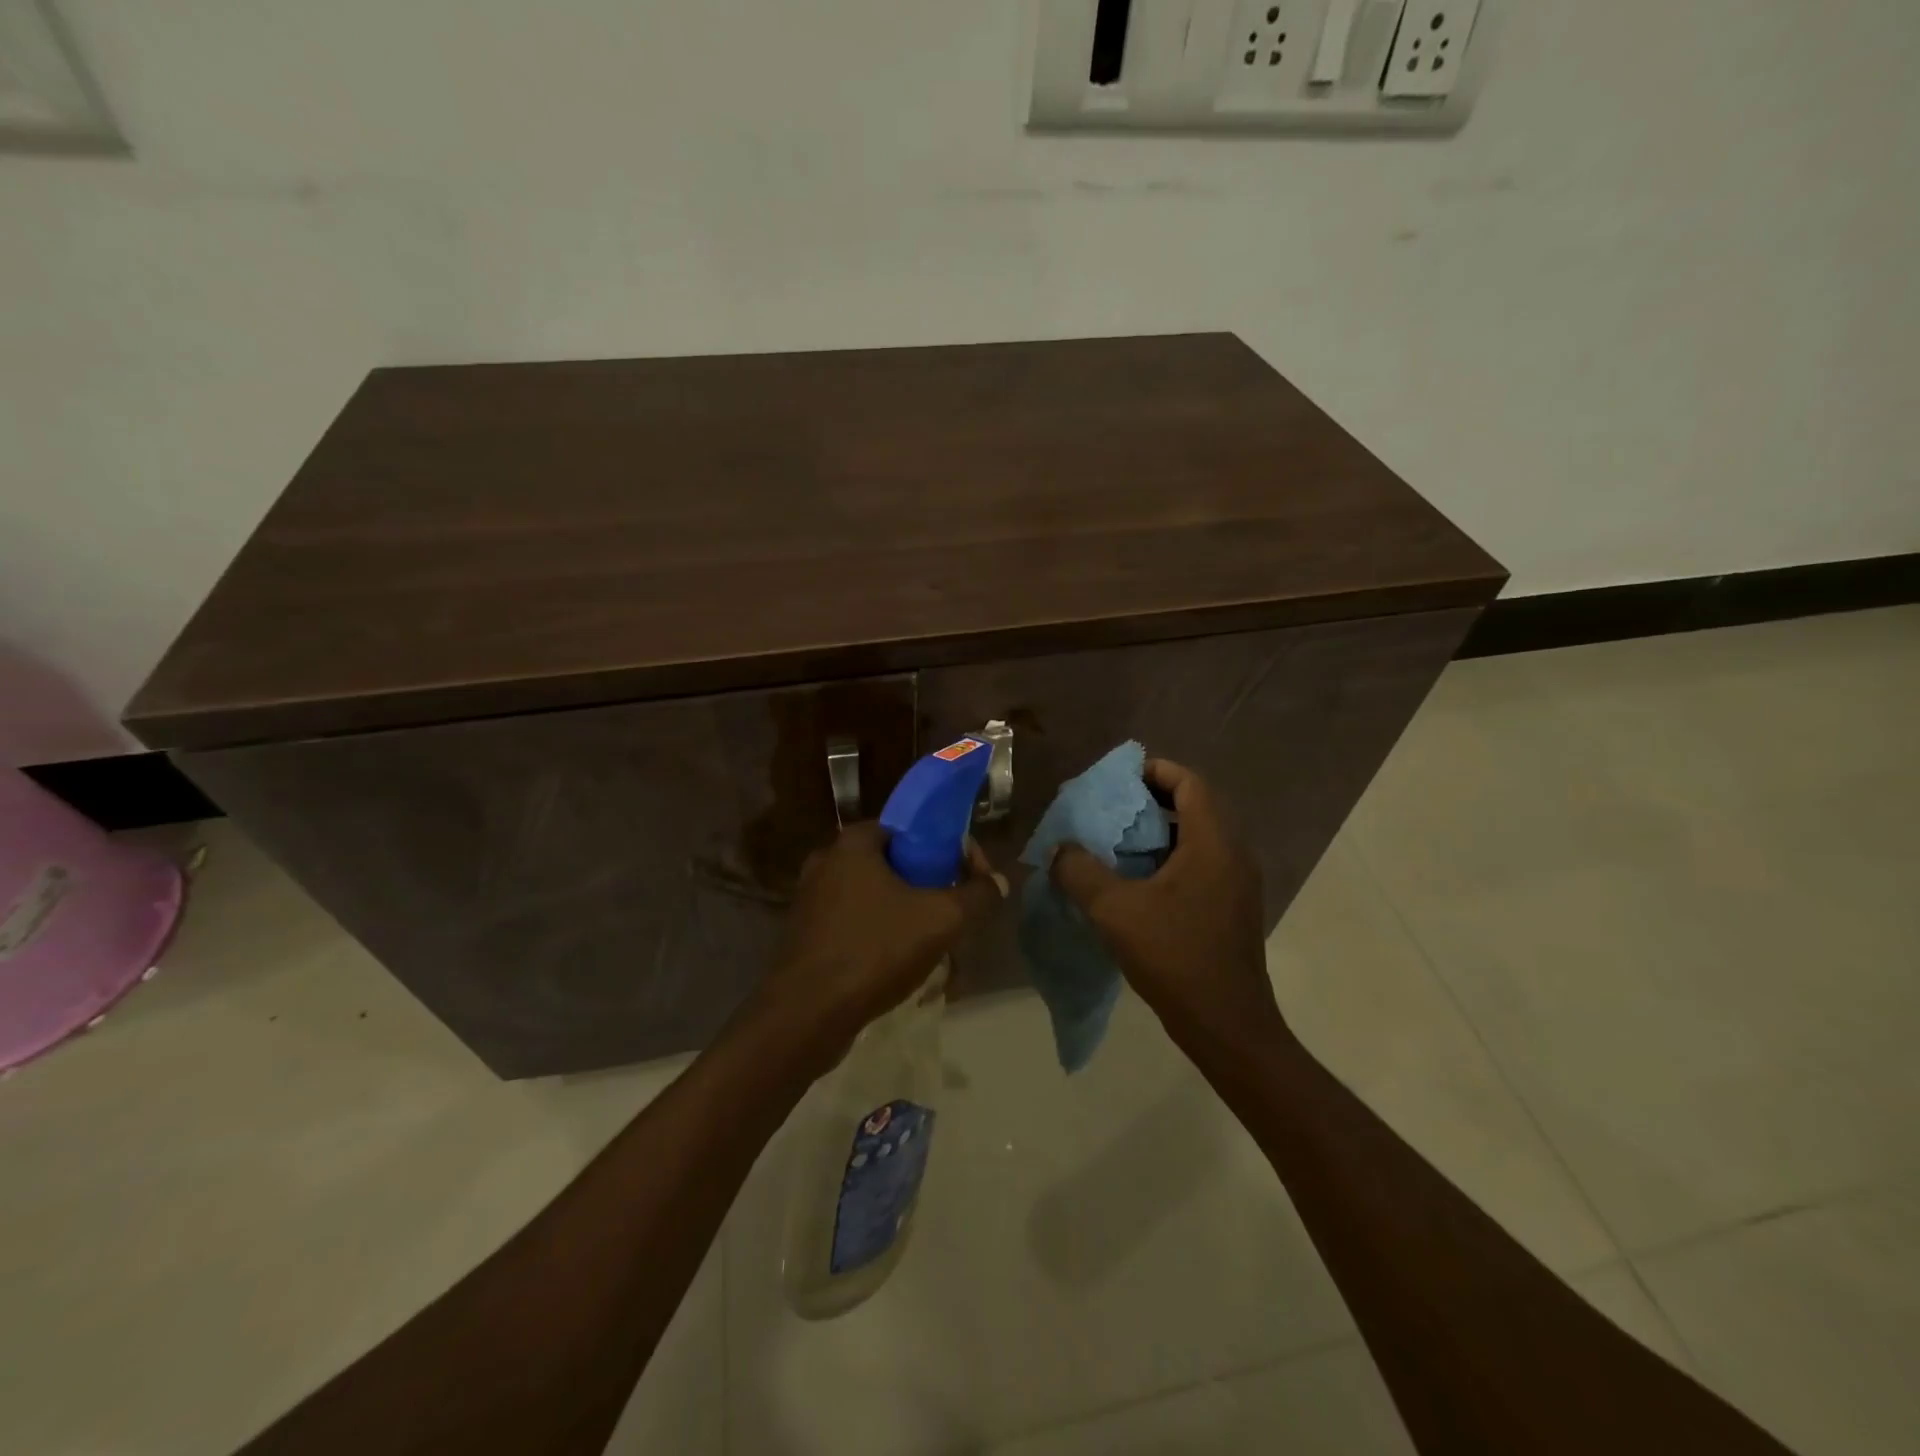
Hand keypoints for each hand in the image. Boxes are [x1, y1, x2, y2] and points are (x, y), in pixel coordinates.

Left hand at [756, 821, 1006, 1069]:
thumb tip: (998, 881)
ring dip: (912, 922)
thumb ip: (977, 896)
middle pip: (897, 867)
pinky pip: (859, 928)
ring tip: (940, 952)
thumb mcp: (941, 920)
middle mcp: (828, 864)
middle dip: (933, 892)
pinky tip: (907, 972)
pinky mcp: (808, 938)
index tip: (971, 877)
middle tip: (958, 918)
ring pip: (880, 902)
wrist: (805, 1017)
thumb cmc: (873, 951)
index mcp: (853, 844)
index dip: (947, 848)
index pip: (911, 828)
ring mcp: (813, 902)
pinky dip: (885, 942)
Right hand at [1050, 758, 1282, 1055]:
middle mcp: (1233, 853)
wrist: (1226, 1023)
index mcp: (1213, 843)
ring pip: (1200, 835)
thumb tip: (1058, 849)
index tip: (1118, 779)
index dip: (1155, 771)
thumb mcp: (1114, 911)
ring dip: (1162, 829)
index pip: (1190, 783)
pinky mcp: (1233, 905)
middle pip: (1197, 804)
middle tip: (1112, 807)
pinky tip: (1139, 879)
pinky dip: (1172, 856)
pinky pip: (1203, 861)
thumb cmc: (1175, 957)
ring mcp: (1237, 882)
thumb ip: (1080, 872)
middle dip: (1153, 798)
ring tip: (1119, 840)